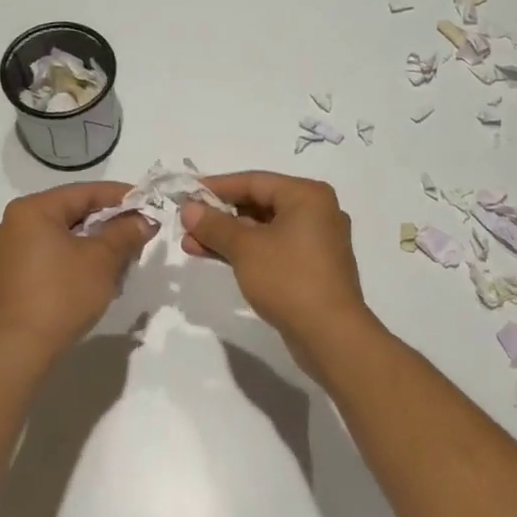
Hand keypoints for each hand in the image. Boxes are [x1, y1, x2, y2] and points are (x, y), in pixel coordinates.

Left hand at [0, 182, 154, 361]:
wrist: (21, 349)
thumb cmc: (62, 294)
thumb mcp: (103, 260)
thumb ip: (126, 232)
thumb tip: (144, 220)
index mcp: (32, 209)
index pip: (85, 192)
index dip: (121, 196)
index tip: (148, 202)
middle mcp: (14, 223)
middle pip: (72, 212)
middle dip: (108, 222)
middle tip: (139, 232)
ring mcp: (7, 250)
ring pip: (61, 235)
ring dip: (93, 242)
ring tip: (122, 257)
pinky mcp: (9, 275)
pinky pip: (48, 254)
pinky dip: (74, 257)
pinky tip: (96, 274)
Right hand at [180, 172, 373, 349]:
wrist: (331, 335)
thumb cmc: (289, 279)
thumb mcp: (246, 248)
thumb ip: (215, 225)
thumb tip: (189, 208)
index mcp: (307, 196)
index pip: (254, 181)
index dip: (217, 187)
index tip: (186, 194)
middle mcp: (316, 212)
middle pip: (259, 204)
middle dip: (220, 216)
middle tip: (186, 224)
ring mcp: (316, 242)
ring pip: (264, 230)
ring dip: (228, 236)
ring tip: (191, 244)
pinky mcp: (312, 267)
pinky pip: (273, 249)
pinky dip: (247, 251)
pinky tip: (216, 257)